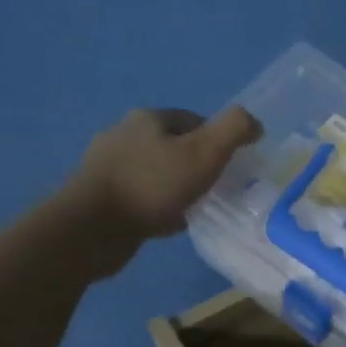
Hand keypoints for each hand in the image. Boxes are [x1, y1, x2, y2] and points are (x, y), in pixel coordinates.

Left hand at [54, 106, 261, 275]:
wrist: (91, 228)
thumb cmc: (152, 185)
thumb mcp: (205, 152)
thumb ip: (234, 130)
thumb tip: (254, 123)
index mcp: (148, 118)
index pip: (194, 120)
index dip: (218, 140)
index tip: (232, 166)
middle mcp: (123, 134)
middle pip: (173, 145)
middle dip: (196, 164)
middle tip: (216, 188)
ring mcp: (106, 165)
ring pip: (156, 171)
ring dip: (176, 186)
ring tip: (194, 208)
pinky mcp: (98, 195)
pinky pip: (139, 196)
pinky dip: (157, 206)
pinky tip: (168, 222)